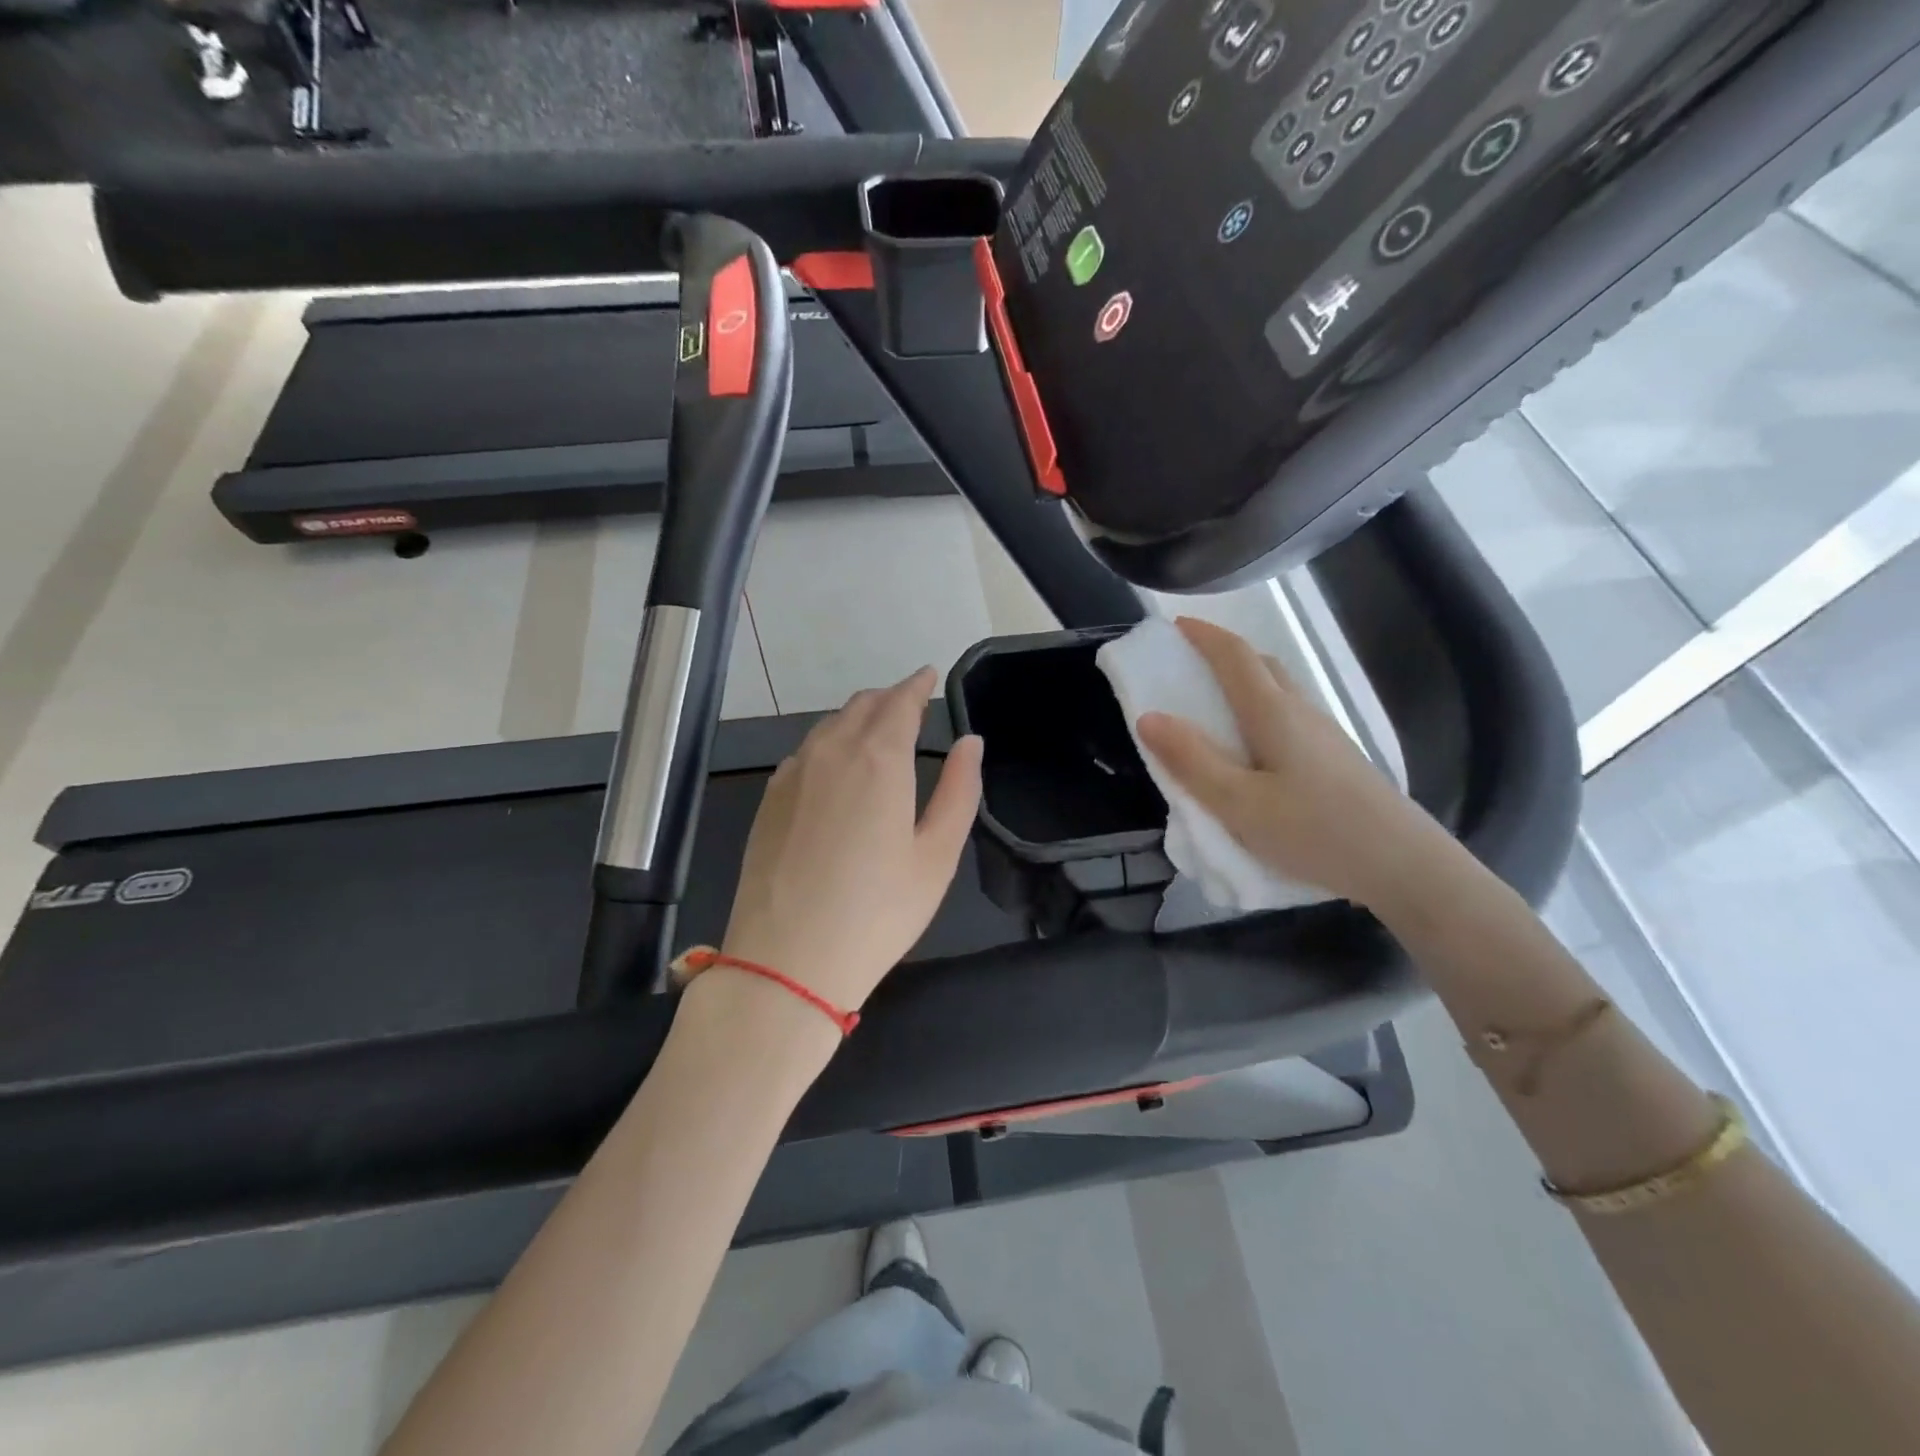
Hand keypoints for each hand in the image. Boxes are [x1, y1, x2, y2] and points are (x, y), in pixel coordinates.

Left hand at [718, 667, 983, 1014]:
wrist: (787, 961)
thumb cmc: (878, 912)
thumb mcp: (936, 856)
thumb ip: (958, 790)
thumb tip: (971, 742)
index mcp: (878, 758)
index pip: (900, 702)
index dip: (917, 685)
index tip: (929, 675)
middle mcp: (830, 752)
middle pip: (862, 705)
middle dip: (890, 698)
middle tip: (911, 705)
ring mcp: (792, 774)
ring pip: (829, 725)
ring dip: (858, 717)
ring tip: (877, 731)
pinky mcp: (769, 799)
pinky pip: (805, 751)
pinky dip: (829, 743)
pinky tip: (836, 767)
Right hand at [1135, 617, 1439, 908]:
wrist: (1404, 866)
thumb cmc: (1315, 831)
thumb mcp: (1239, 803)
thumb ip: (1192, 761)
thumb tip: (1148, 717)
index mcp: (1273, 713)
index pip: (1234, 657)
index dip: (1204, 635)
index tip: (1175, 625)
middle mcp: (1301, 712)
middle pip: (1261, 666)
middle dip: (1223, 654)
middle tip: (1189, 665)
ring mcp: (1324, 735)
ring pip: (1279, 691)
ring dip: (1244, 683)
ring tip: (1213, 706)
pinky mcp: (1336, 759)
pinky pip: (1289, 717)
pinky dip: (1260, 711)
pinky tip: (1253, 747)